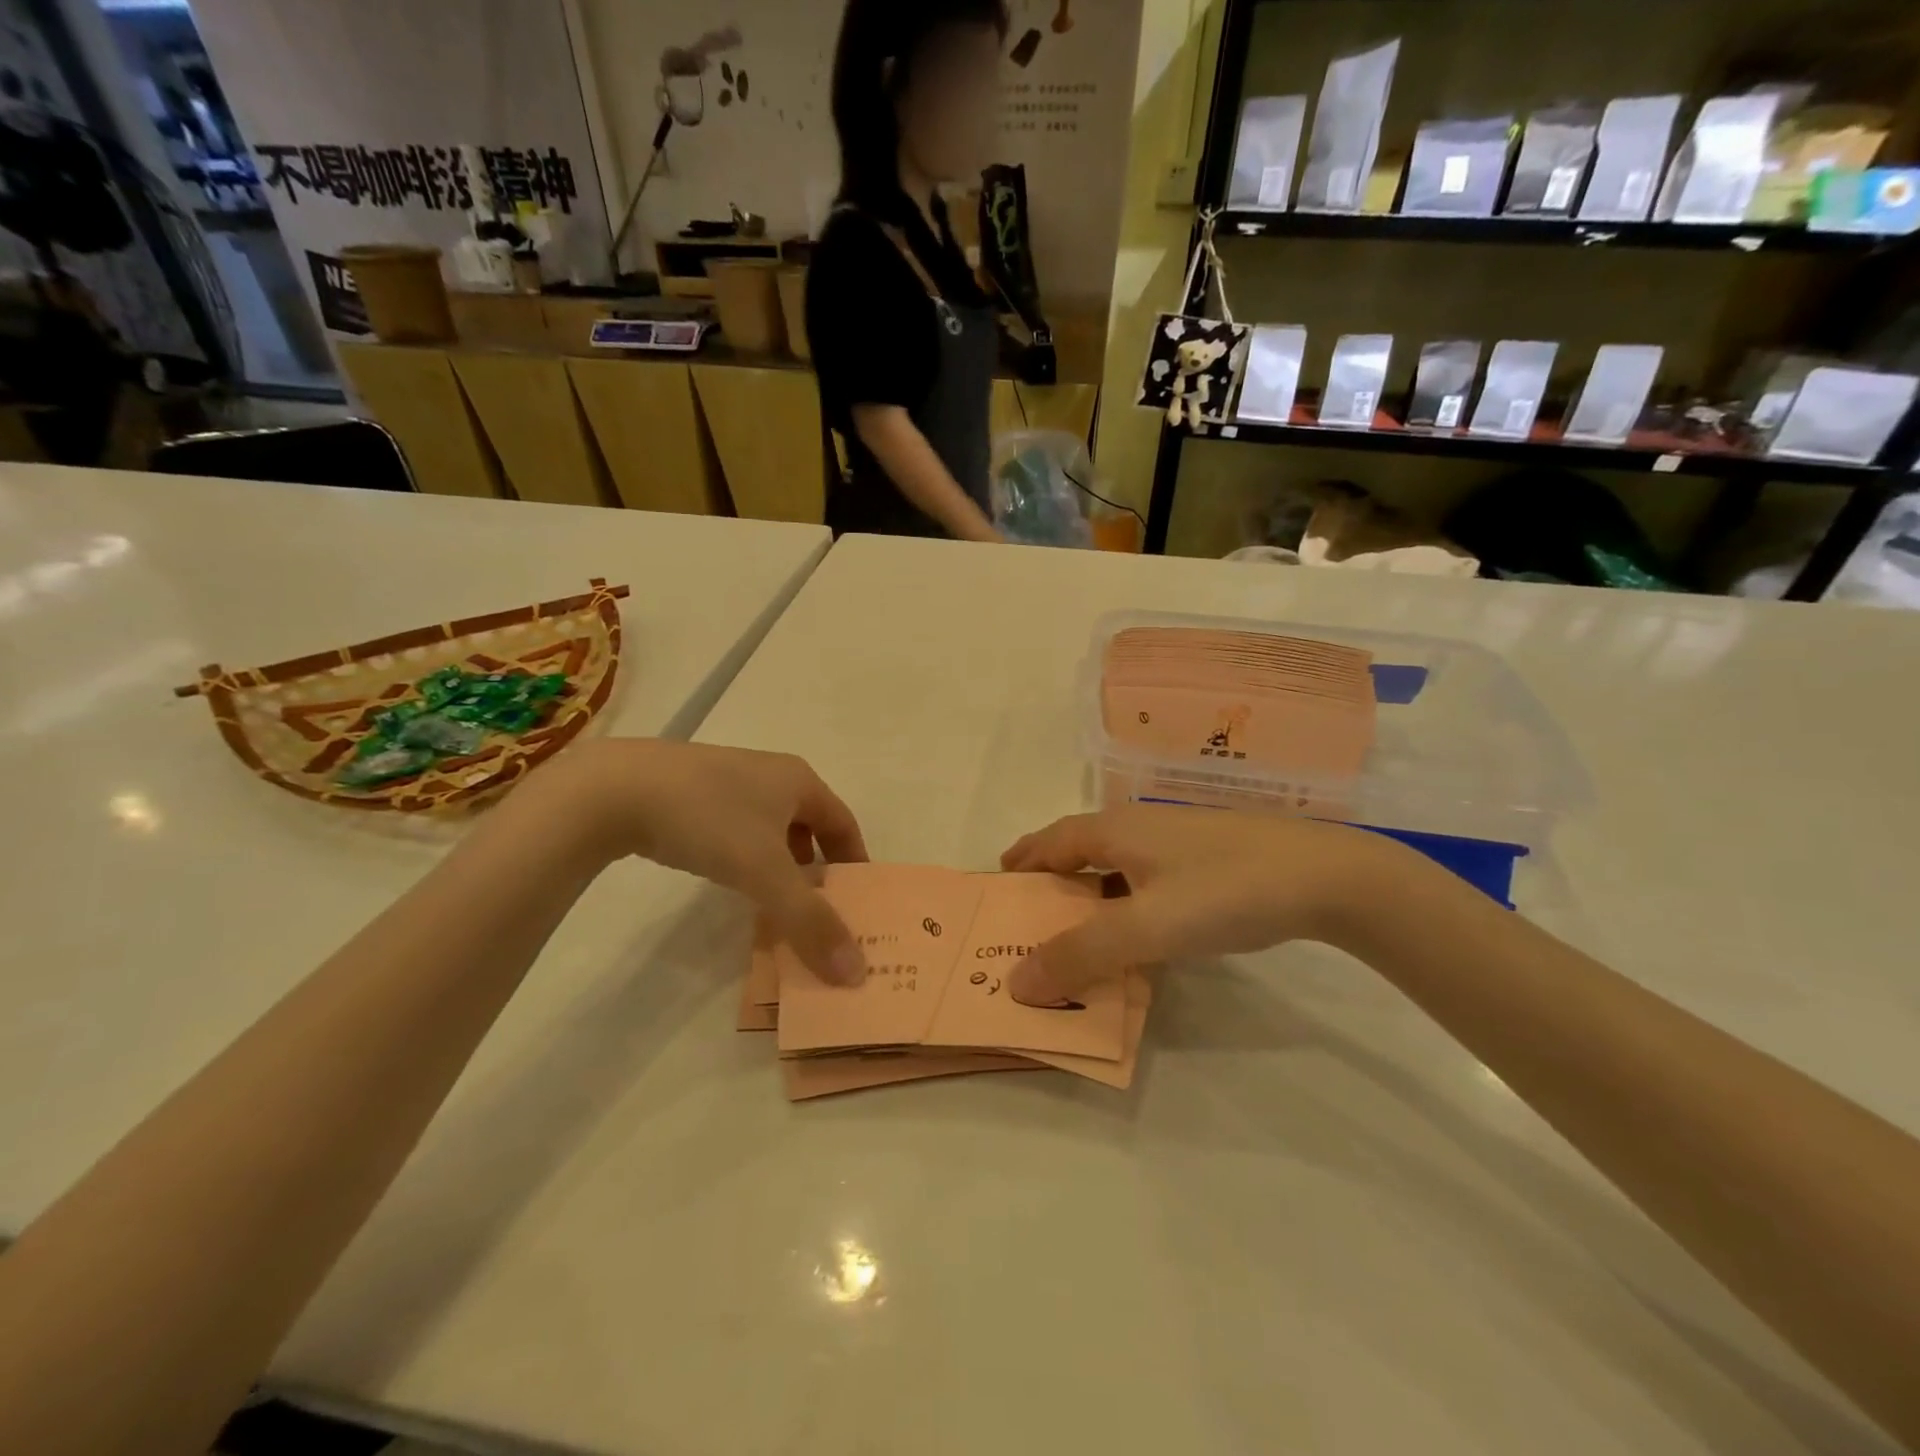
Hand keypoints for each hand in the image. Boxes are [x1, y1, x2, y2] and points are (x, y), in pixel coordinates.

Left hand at [534, 740, 869, 982]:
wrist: (614, 789)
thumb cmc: (708, 820)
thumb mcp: (765, 873)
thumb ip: (810, 922)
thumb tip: (855, 972)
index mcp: (798, 780)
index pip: (844, 823)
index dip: (854, 862)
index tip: (856, 902)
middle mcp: (769, 772)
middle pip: (809, 824)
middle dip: (816, 867)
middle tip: (816, 909)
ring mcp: (727, 776)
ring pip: (769, 826)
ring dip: (779, 863)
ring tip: (772, 901)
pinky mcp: (690, 788)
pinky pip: (735, 825)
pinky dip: (744, 854)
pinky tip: (726, 877)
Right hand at [998, 806, 1411, 1003]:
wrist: (1327, 877)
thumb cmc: (1224, 891)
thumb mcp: (1146, 927)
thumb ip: (1080, 955)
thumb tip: (1016, 983)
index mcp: (1114, 830)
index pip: (1050, 840)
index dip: (1022, 860)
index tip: (998, 883)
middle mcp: (1139, 826)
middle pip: (1079, 848)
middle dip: (1050, 878)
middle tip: (1030, 914)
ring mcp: (1178, 840)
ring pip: (1116, 864)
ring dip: (1088, 892)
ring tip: (1076, 927)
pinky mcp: (1208, 857)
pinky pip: (1146, 877)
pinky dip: (1125, 900)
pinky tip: (1140, 929)